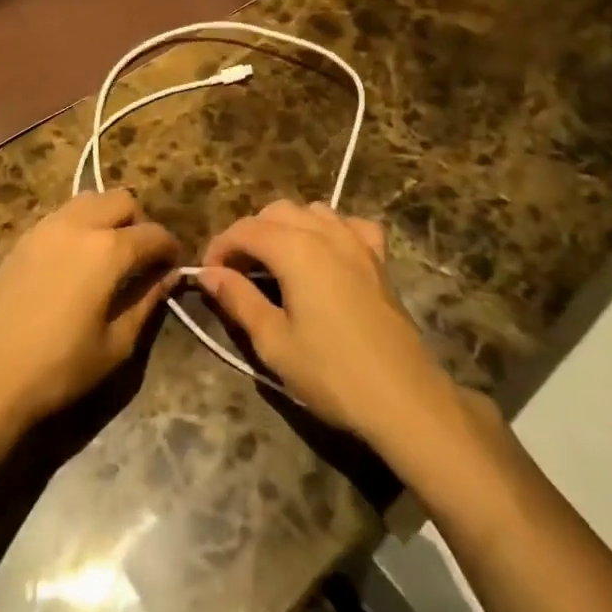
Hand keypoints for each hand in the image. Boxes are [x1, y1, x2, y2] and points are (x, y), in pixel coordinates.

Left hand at [0, 191, 179, 426]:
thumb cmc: (59, 367)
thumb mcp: (115, 345)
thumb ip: (146, 303)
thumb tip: (168, 277)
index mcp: (108, 250)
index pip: (152, 234)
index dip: (170, 247)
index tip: (175, 264)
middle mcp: (79, 225)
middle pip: (122, 200)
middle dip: (140, 222)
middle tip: (142, 255)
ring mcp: (47, 226)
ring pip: (90, 199)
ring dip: (108, 215)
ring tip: (110, 251)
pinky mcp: (24, 237)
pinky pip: (63, 214)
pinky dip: (81, 223)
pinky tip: (77, 257)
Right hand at [201, 201, 460, 447]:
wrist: (404, 400)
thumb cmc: (332, 374)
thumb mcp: (274, 342)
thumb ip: (238, 299)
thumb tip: (208, 273)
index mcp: (294, 248)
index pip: (245, 229)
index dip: (220, 246)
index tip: (207, 274)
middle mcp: (324, 232)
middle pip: (276, 212)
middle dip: (250, 234)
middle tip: (237, 272)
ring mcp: (356, 242)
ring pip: (312, 211)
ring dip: (286, 227)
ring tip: (275, 262)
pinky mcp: (378, 259)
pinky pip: (350, 225)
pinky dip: (331, 230)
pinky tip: (326, 254)